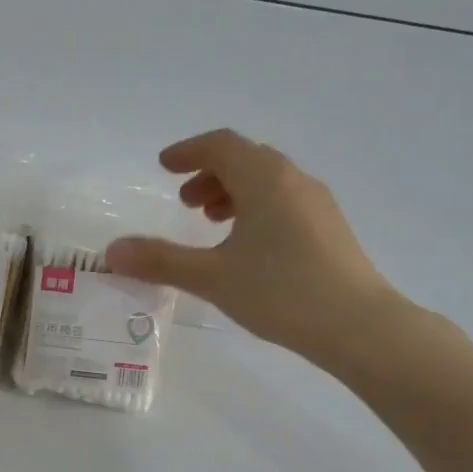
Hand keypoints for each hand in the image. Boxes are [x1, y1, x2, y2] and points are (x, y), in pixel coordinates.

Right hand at [105, 129, 397, 363]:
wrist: (360, 326)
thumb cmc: (281, 292)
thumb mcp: (212, 277)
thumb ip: (160, 261)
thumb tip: (112, 252)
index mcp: (264, 179)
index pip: (221, 145)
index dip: (188, 151)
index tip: (164, 166)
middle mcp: (294, 180)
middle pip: (246, 160)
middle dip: (210, 174)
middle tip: (185, 203)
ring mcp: (318, 203)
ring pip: (268, 181)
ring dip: (234, 192)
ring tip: (212, 223)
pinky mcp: (330, 229)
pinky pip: (285, 201)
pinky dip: (257, 208)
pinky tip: (249, 246)